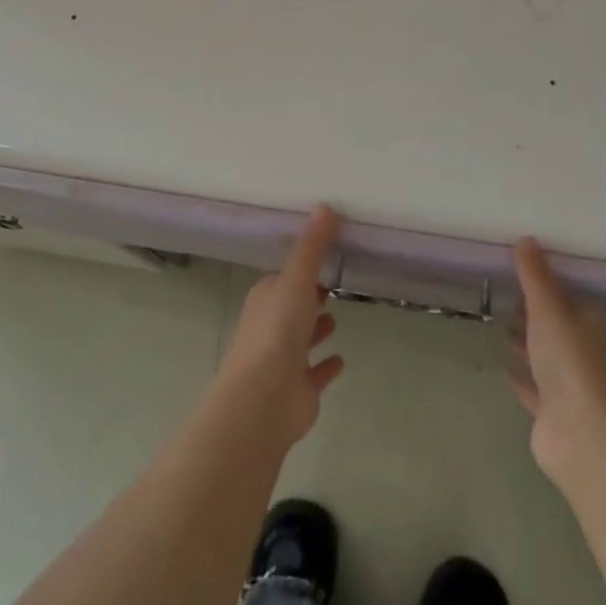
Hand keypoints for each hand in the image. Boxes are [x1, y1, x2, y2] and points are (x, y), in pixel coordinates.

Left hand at [215, 205, 345, 445]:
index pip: (283, 278)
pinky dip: (326, 365)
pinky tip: (341, 359)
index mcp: (266, 298)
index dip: (299, 269)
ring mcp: (283, 360)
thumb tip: (325, 206)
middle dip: (308, 296)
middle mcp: (271, 326)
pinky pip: (315, 372)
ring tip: (336, 315)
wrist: (264, 398)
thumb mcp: (296, 278)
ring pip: (302, 338)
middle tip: (331, 284)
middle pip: (292, 306)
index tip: (322, 256)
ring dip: (316, 328)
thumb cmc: (277, 330)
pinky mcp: (299, 388)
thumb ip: (312, 246)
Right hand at [508, 237, 605, 486]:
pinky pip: (534, 387)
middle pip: (557, 326)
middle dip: (534, 312)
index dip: (548, 285)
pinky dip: (521, 376)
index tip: (521, 271)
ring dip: (526, 342)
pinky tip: (502, 366)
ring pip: (545, 356)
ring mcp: (570, 385)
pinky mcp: (554, 412)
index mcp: (591, 326)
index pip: (570, 297)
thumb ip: (535, 276)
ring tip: (500, 324)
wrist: (581, 436)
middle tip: (506, 295)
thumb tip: (526, 238)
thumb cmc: (570, 363)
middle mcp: (585, 353)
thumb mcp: (549, 309)